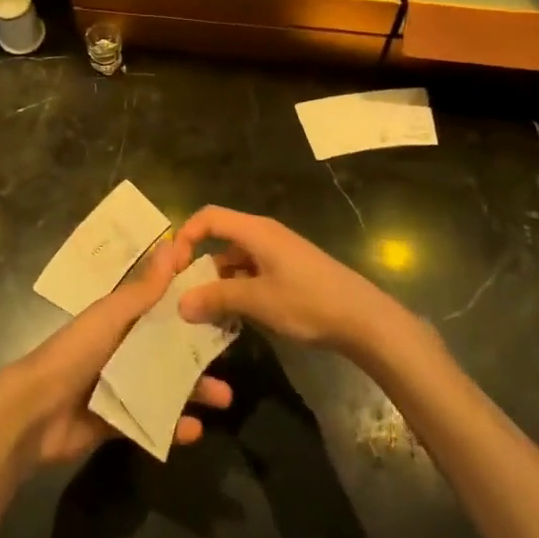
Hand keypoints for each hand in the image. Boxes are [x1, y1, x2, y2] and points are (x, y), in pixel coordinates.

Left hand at [0, 242, 232, 468]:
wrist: (35, 410)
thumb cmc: (75, 352)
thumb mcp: (112, 315)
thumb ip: (144, 288)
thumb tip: (174, 245)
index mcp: (118, 319)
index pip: (160, 306)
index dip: (189, 303)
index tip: (223, 300)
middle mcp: (121, 349)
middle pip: (167, 348)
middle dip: (199, 353)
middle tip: (231, 356)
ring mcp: (119, 387)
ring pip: (164, 386)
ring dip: (194, 391)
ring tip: (225, 399)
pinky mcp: (116, 421)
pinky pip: (151, 422)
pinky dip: (173, 426)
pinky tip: (196, 431)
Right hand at [172, 206, 401, 352]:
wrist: (364, 319)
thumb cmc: (308, 302)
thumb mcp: (258, 301)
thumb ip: (217, 298)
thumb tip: (180, 304)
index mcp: (255, 231)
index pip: (208, 217)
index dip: (186, 236)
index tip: (174, 268)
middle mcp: (264, 235)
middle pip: (220, 239)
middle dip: (199, 266)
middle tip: (183, 297)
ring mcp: (277, 253)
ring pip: (235, 261)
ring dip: (218, 283)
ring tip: (205, 314)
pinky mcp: (288, 272)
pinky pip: (251, 273)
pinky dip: (237, 290)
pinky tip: (234, 318)